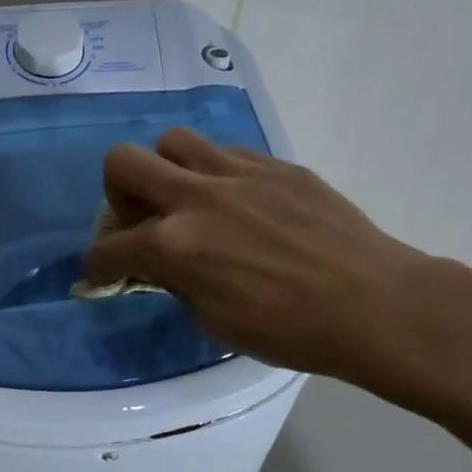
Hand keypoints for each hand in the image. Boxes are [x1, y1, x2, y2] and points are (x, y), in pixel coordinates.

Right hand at [84, 128, 471, 413]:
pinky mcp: (274, 164)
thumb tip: (161, 267)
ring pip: (173, 141)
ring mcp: (236, 172)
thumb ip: (176, 283)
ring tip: (188, 200)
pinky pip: (224, 153)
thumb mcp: (215, 321)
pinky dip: (215, 174)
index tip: (102, 272)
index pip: (108, 248)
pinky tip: (239, 203)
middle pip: (123, 162)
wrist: (374, 303)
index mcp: (174, 246)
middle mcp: (195, 197)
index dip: (96, 265)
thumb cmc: (290, 330)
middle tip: (140, 220)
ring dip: (165, 170)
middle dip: (116, 193)